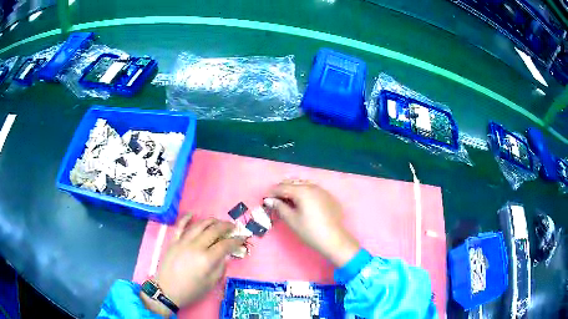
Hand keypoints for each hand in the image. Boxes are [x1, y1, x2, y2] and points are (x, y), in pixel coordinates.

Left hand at [141, 215, 244, 315]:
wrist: (167, 290)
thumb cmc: (191, 290)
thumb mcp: (211, 283)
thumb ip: (220, 267)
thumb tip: (226, 255)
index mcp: (207, 259)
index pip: (226, 245)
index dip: (236, 240)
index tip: (243, 237)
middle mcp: (196, 246)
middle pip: (214, 231)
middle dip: (226, 227)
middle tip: (233, 227)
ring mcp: (183, 242)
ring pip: (199, 225)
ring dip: (211, 221)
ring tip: (218, 221)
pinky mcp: (173, 241)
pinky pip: (180, 225)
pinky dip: (186, 218)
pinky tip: (193, 214)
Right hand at [265, 180, 359, 266]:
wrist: (334, 239)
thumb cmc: (310, 231)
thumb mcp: (292, 220)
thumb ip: (279, 207)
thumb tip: (269, 200)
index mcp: (302, 191)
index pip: (282, 187)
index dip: (272, 192)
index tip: (265, 199)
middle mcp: (313, 186)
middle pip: (293, 183)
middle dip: (282, 189)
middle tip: (275, 200)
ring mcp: (322, 190)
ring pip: (304, 184)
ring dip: (293, 189)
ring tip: (287, 200)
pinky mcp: (329, 196)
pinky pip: (313, 189)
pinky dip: (304, 192)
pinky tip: (302, 202)